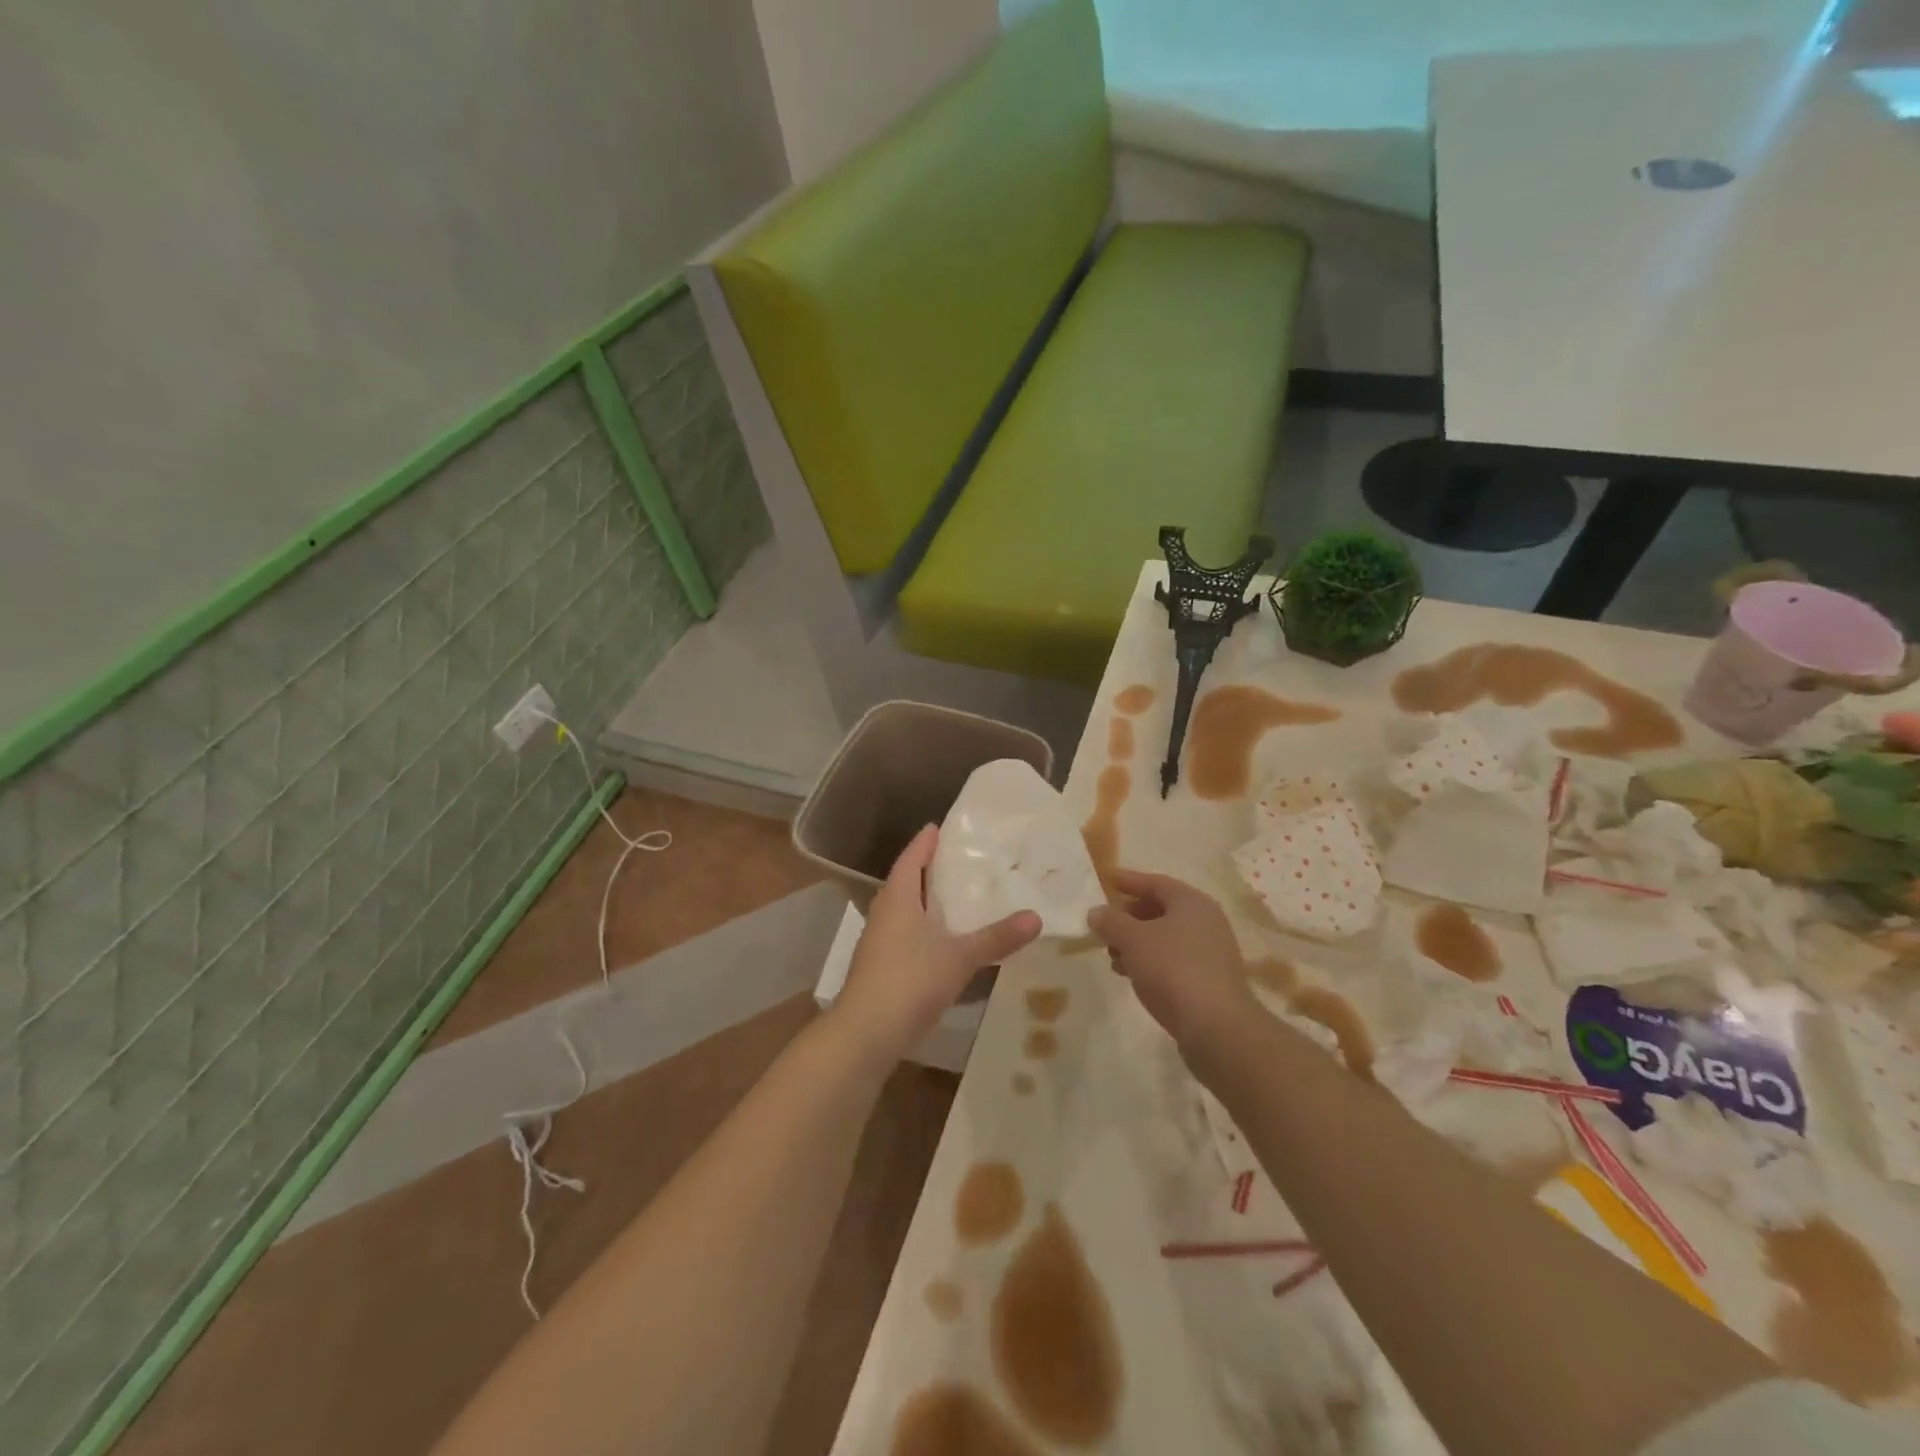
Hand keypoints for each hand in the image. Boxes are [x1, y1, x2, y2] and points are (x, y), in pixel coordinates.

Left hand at [835, 825, 1041, 1062]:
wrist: (866, 1032)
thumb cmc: (911, 980)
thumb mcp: (960, 957)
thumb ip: (997, 937)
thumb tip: (1036, 917)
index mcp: (898, 899)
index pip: (910, 859)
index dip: (924, 843)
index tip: (937, 827)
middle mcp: (884, 914)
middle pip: (903, 882)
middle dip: (925, 869)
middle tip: (953, 859)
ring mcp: (878, 942)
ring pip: (902, 910)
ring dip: (922, 901)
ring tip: (952, 897)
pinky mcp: (879, 968)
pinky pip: (903, 935)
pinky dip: (921, 929)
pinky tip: (940, 941)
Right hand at [1088, 869, 1254, 1052]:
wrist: (1217, 1027)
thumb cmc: (1173, 970)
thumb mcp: (1133, 940)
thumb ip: (1111, 922)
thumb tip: (1096, 911)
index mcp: (1192, 902)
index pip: (1155, 882)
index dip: (1128, 880)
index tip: (1105, 879)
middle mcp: (1206, 921)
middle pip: (1161, 909)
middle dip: (1129, 916)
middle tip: (1104, 924)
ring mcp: (1211, 952)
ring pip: (1166, 938)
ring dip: (1136, 943)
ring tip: (1112, 956)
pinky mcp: (1209, 981)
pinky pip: (1173, 960)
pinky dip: (1150, 962)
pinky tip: (1131, 975)